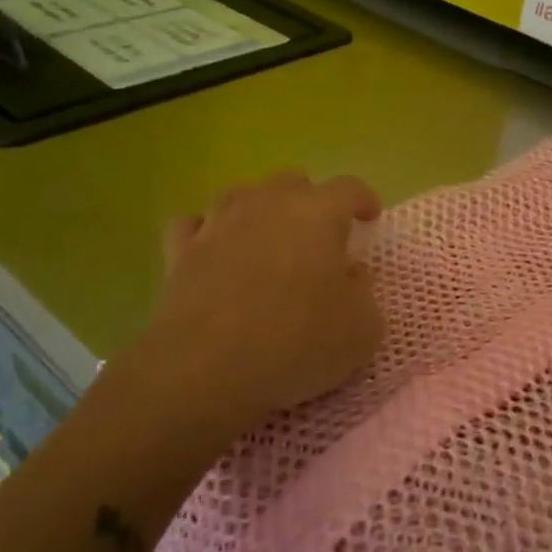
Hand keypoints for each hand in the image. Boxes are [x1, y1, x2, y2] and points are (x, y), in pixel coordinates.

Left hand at [118, 171, 384, 429]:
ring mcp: (219, 223)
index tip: (370, 217)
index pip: (349, 188)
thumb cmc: (296, 342)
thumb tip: (351, 275)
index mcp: (319, 213)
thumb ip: (364, 294)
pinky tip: (213, 248)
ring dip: (259, 209)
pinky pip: (193, 224)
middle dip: (310, 200)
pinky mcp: (181, 252)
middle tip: (319, 234)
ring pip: (242, 194)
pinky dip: (206, 230)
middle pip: (293, 182)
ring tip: (266, 236)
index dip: (364, 199)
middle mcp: (268, 204)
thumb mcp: (361, 329)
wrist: (205, 369)